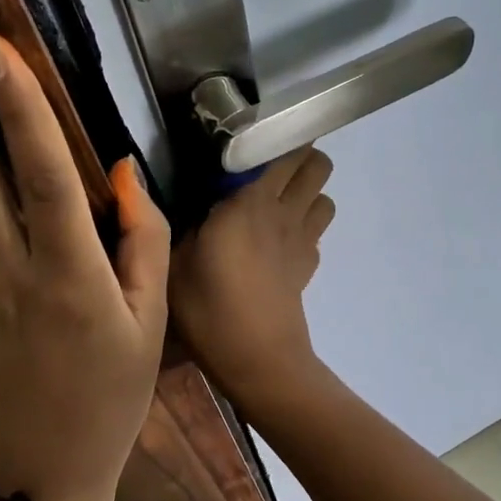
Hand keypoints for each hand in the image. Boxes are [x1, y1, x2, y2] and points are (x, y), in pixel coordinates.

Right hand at [170, 148, 334, 405]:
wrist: (257, 360)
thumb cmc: (209, 309)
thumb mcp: (174, 262)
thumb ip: (180, 223)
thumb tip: (186, 201)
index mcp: (252, 202)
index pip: (284, 150)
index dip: (274, 139)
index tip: (248, 144)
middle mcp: (286, 212)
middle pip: (318, 165)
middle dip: (299, 160)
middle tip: (264, 172)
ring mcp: (303, 241)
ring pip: (325, 198)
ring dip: (307, 195)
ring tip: (274, 207)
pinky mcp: (308, 268)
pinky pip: (316, 233)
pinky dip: (304, 230)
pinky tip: (276, 247)